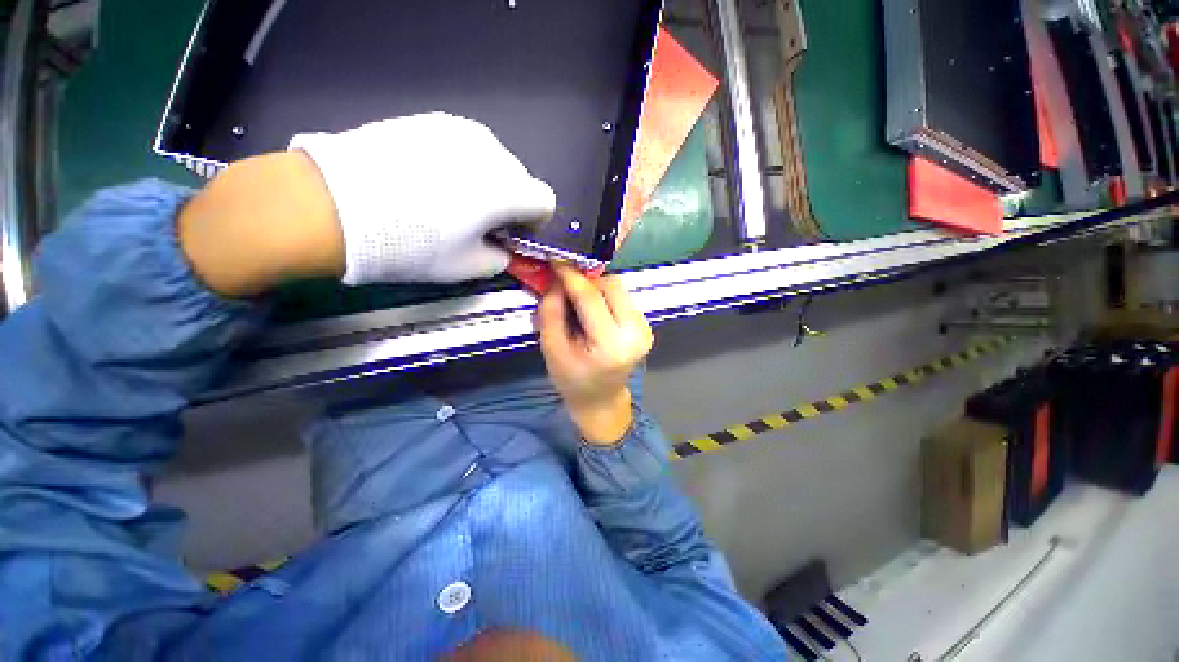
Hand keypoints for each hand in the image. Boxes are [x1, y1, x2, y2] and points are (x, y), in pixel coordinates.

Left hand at [291, 113, 555, 284]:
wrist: (333, 205)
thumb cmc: (412, 245)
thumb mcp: (467, 268)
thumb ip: (499, 259)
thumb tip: (501, 247)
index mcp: (508, 190)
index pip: (545, 201)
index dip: (533, 222)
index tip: (510, 234)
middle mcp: (491, 152)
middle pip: (520, 180)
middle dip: (509, 202)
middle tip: (477, 222)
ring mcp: (458, 129)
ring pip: (492, 161)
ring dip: (484, 182)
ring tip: (448, 200)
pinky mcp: (428, 120)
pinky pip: (461, 146)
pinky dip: (458, 165)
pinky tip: (426, 180)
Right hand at [537, 266, 653, 444]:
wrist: (601, 399)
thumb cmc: (572, 379)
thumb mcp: (551, 349)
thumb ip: (551, 311)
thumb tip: (557, 280)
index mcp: (610, 346)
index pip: (591, 299)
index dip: (572, 276)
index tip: (557, 259)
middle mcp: (635, 334)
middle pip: (611, 286)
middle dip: (586, 281)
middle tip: (566, 287)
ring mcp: (645, 329)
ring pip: (619, 289)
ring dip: (596, 289)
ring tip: (579, 303)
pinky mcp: (646, 326)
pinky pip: (623, 298)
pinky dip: (606, 298)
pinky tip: (594, 312)